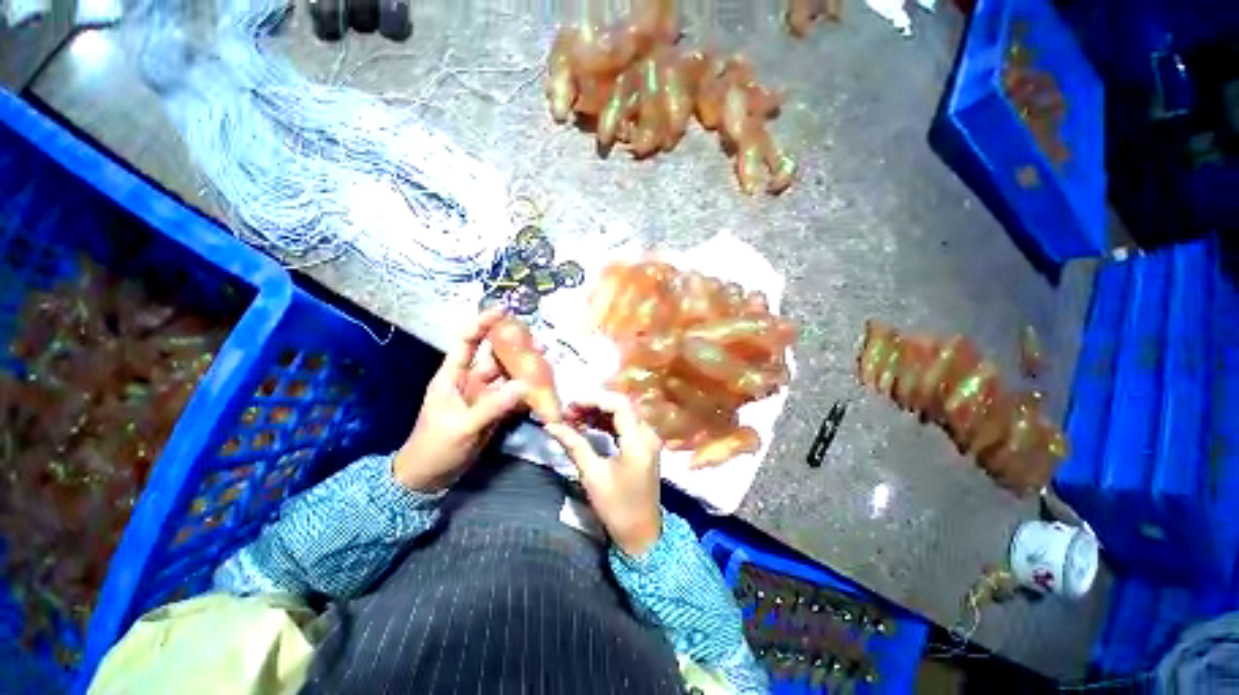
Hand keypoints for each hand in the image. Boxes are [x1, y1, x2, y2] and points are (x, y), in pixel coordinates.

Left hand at [394, 308, 527, 491]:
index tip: (504, 311)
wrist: (430, 478)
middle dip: (515, 348)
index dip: (483, 324)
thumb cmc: (435, 447)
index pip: (467, 341)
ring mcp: (484, 396)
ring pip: (507, 376)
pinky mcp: (494, 411)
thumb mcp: (462, 426)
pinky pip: (512, 396)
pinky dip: (526, 392)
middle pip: (495, 357)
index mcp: (452, 376)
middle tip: (539, 343)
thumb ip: (494, 406)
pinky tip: (541, 387)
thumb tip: (525, 385)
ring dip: (525, 369)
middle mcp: (470, 381)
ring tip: (546, 362)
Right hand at [545, 392, 663, 555]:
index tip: (570, 405)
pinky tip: (588, 425)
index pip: (619, 405)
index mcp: (639, 442)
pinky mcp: (643, 444)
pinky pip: (625, 423)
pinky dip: (606, 421)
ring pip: (623, 412)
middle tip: (569, 412)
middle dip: (594, 404)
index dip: (594, 399)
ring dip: (598, 412)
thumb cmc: (617, 508)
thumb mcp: (592, 475)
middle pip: (622, 405)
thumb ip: (574, 445)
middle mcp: (647, 434)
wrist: (641, 534)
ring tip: (573, 417)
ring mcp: (648, 438)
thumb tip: (551, 425)